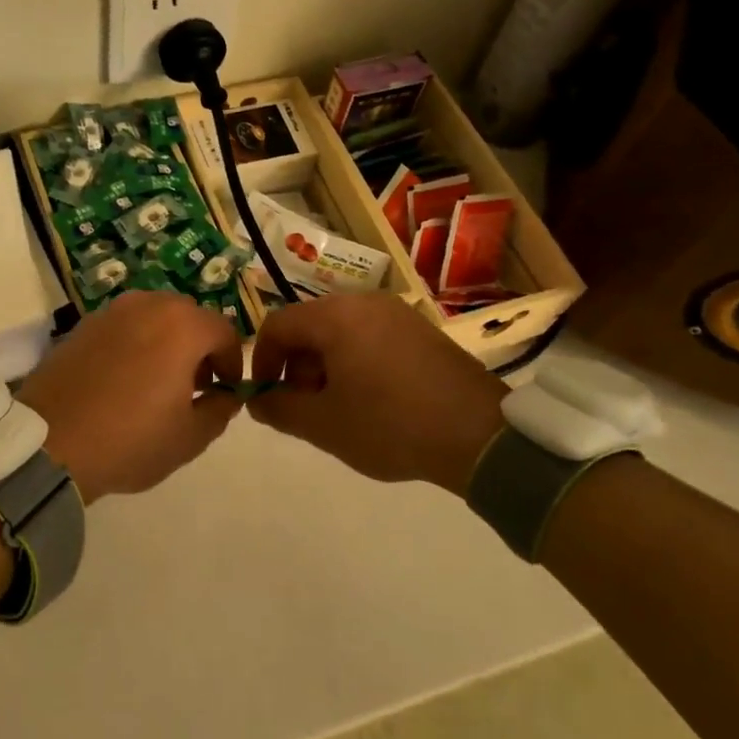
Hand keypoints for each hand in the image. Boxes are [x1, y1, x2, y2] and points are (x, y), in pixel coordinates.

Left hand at [17, 291, 245, 500]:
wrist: (49, 442)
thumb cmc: (129, 440)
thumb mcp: (189, 437)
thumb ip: (219, 409)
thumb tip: (225, 395)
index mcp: (181, 325)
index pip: (224, 332)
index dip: (232, 362)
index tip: (226, 391)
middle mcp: (147, 305)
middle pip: (188, 317)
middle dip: (199, 347)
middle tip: (195, 385)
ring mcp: (111, 311)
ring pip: (153, 317)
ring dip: (166, 341)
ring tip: (157, 382)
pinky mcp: (82, 324)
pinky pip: (123, 326)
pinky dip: (134, 343)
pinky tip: (123, 378)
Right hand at [248, 294, 506, 495]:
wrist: (481, 435)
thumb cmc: (390, 425)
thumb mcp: (324, 425)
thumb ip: (280, 409)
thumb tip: (257, 401)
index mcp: (335, 316)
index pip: (278, 325)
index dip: (262, 361)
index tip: (266, 396)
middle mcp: (363, 302)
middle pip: (310, 326)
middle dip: (296, 366)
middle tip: (305, 407)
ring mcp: (397, 313)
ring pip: (340, 332)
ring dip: (325, 366)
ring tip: (339, 407)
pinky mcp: (421, 330)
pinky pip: (371, 337)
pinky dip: (356, 362)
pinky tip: (372, 399)